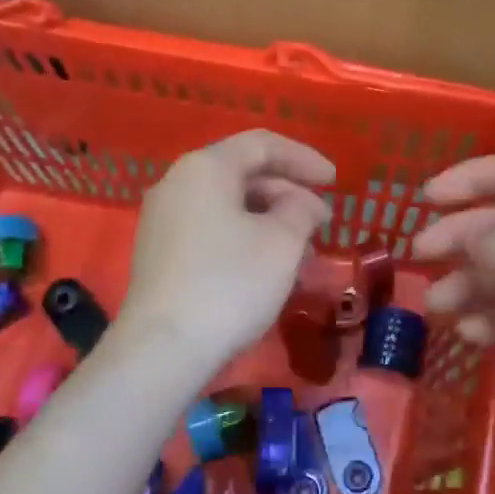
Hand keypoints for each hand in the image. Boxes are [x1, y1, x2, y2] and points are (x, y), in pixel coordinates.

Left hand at [120, 130, 334, 368]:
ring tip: (303, 253)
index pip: (262, 145)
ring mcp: (163, 220)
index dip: (303, 158)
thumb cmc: (230, 283)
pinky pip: (212, 231)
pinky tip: (269, 270)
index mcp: (205, 167)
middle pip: (242, 174)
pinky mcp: (160, 255)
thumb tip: (301, 204)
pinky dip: (245, 240)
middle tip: (322, 223)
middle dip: (288, 194)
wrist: (164, 349)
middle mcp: (177, 184)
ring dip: (270, 221)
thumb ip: (301, 210)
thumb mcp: (282, 241)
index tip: (334, 181)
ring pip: (228, 207)